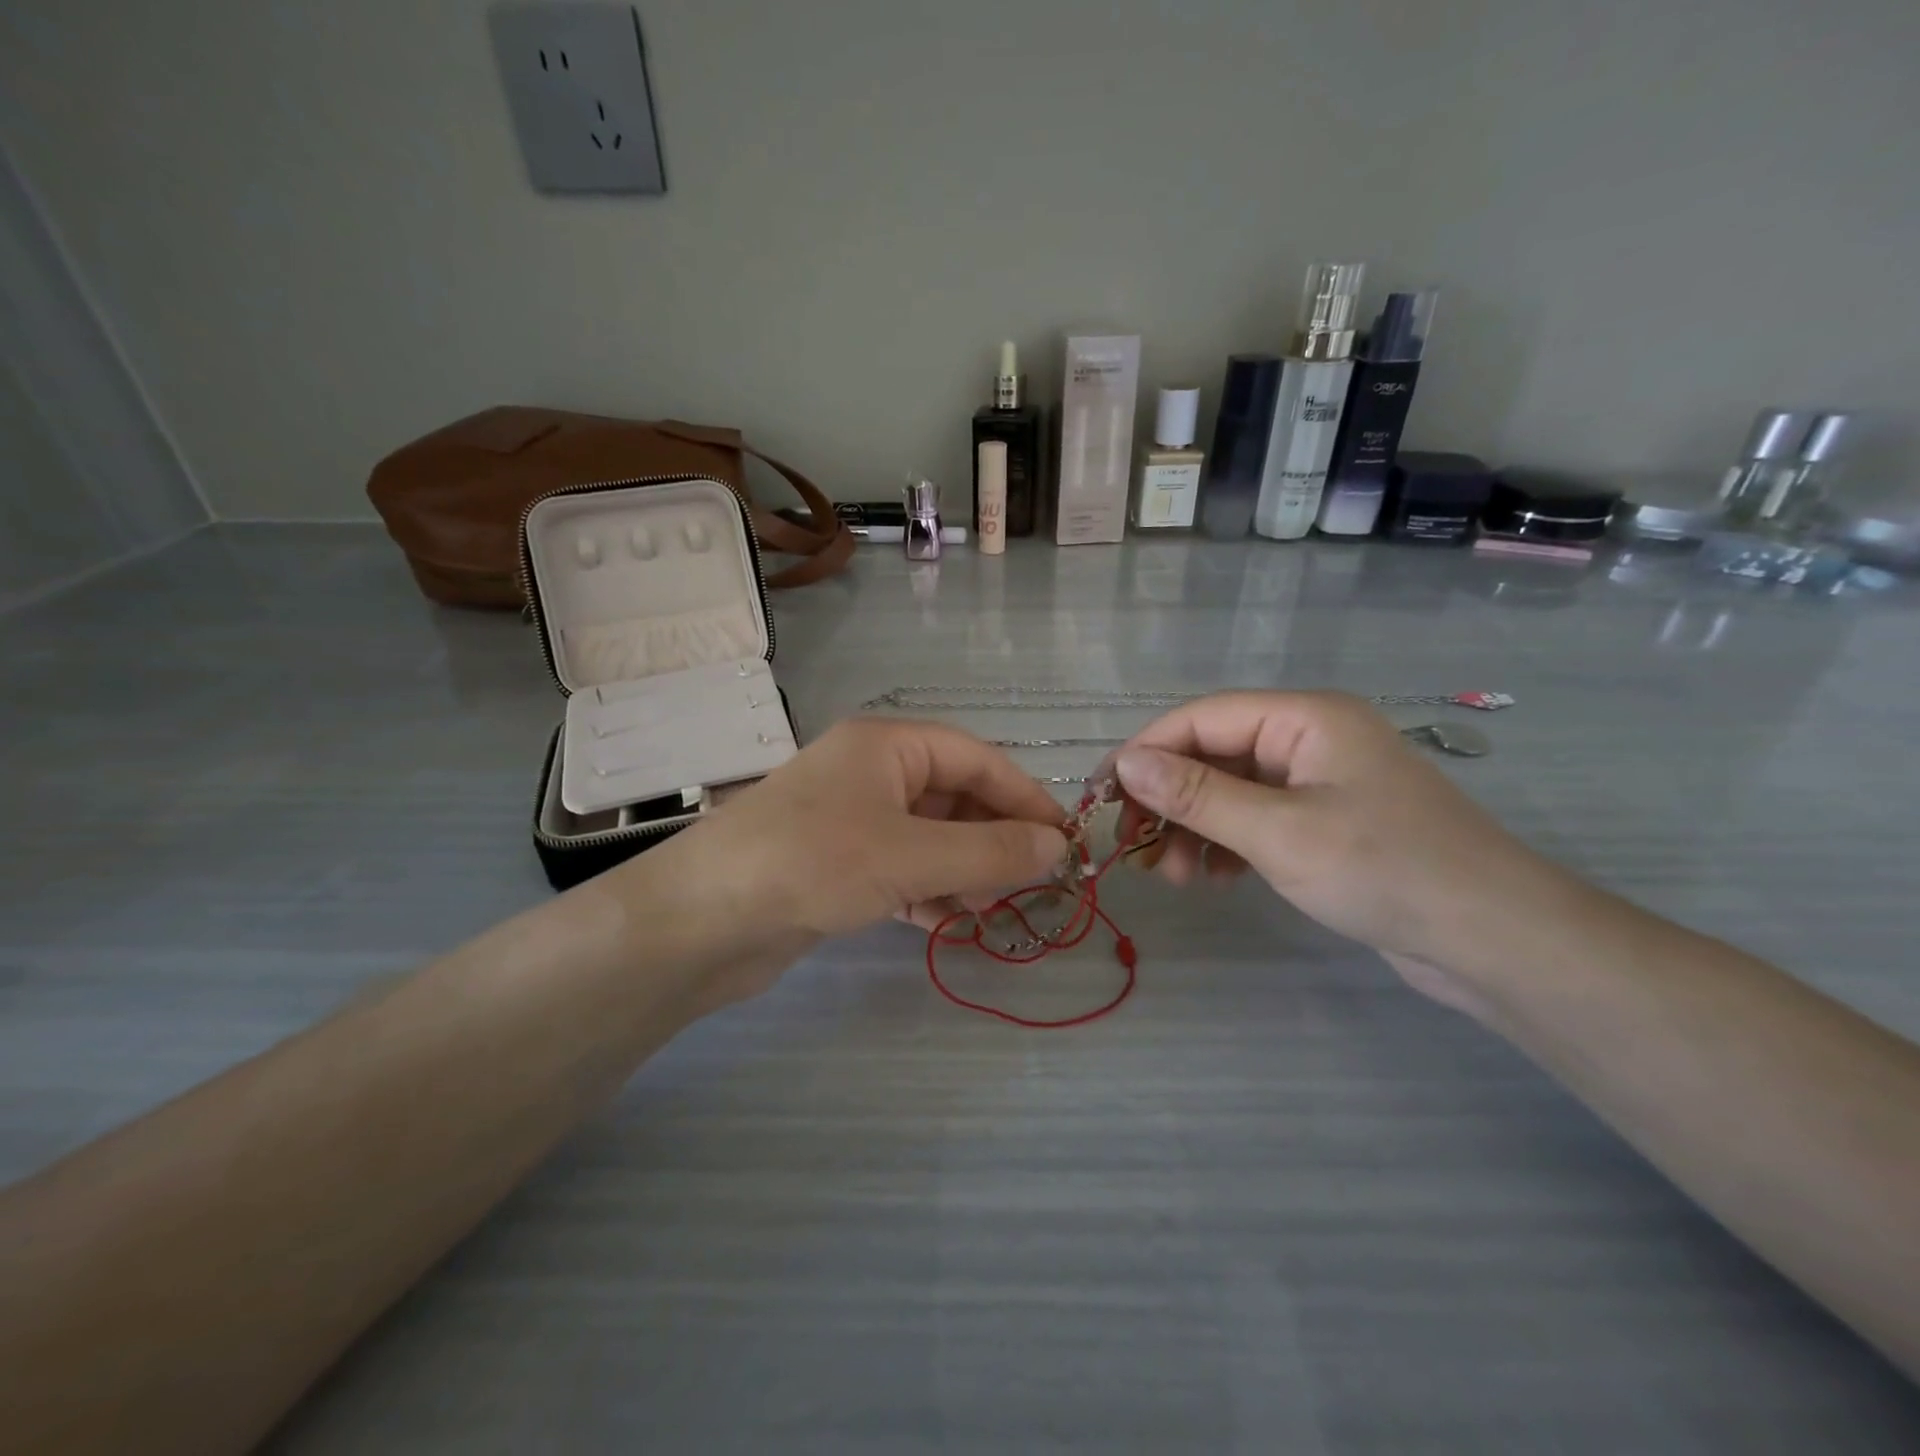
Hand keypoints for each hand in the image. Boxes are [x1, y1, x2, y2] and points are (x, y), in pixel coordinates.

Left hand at [617, 719, 1069, 1007]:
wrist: (701, 921)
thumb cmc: (813, 863)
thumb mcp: (911, 854)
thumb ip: (990, 851)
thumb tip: (1058, 847)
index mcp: (888, 745)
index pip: (977, 760)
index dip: (1025, 797)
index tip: (1065, 841)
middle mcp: (871, 773)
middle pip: (955, 798)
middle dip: (993, 839)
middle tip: (1029, 885)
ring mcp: (851, 820)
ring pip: (930, 837)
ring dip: (964, 869)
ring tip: (990, 908)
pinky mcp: (836, 865)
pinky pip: (901, 870)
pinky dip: (928, 891)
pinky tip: (947, 922)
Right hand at [1110, 692, 1560, 992]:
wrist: (1495, 941)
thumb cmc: (1384, 870)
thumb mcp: (1277, 832)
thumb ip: (1196, 795)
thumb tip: (1124, 764)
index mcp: (1303, 718)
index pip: (1200, 719)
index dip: (1145, 752)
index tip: (1101, 796)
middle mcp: (1307, 739)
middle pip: (1211, 754)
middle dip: (1169, 800)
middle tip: (1134, 848)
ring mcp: (1317, 782)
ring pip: (1228, 791)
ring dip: (1192, 828)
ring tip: (1174, 877)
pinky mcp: (1324, 822)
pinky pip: (1254, 820)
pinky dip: (1225, 845)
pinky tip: (1213, 879)